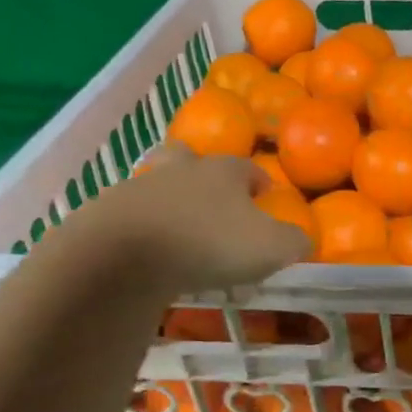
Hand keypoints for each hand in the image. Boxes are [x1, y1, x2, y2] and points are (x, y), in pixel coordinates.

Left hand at [51, 146, 309, 291]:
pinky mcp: (108, 213)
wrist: (124, 254)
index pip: (248, 168)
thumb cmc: (209, 243)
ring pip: (158, 182)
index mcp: (224, 172)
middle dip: (202, 171)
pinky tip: (148, 249)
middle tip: (212, 197)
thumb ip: (294, 242)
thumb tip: (303, 240)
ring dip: (169, 198)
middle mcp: (182, 170)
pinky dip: (142, 226)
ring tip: (179, 225)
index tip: (265, 197)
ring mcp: (140, 187)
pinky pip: (131, 214)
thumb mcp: (270, 248)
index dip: (260, 182)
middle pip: (191, 157)